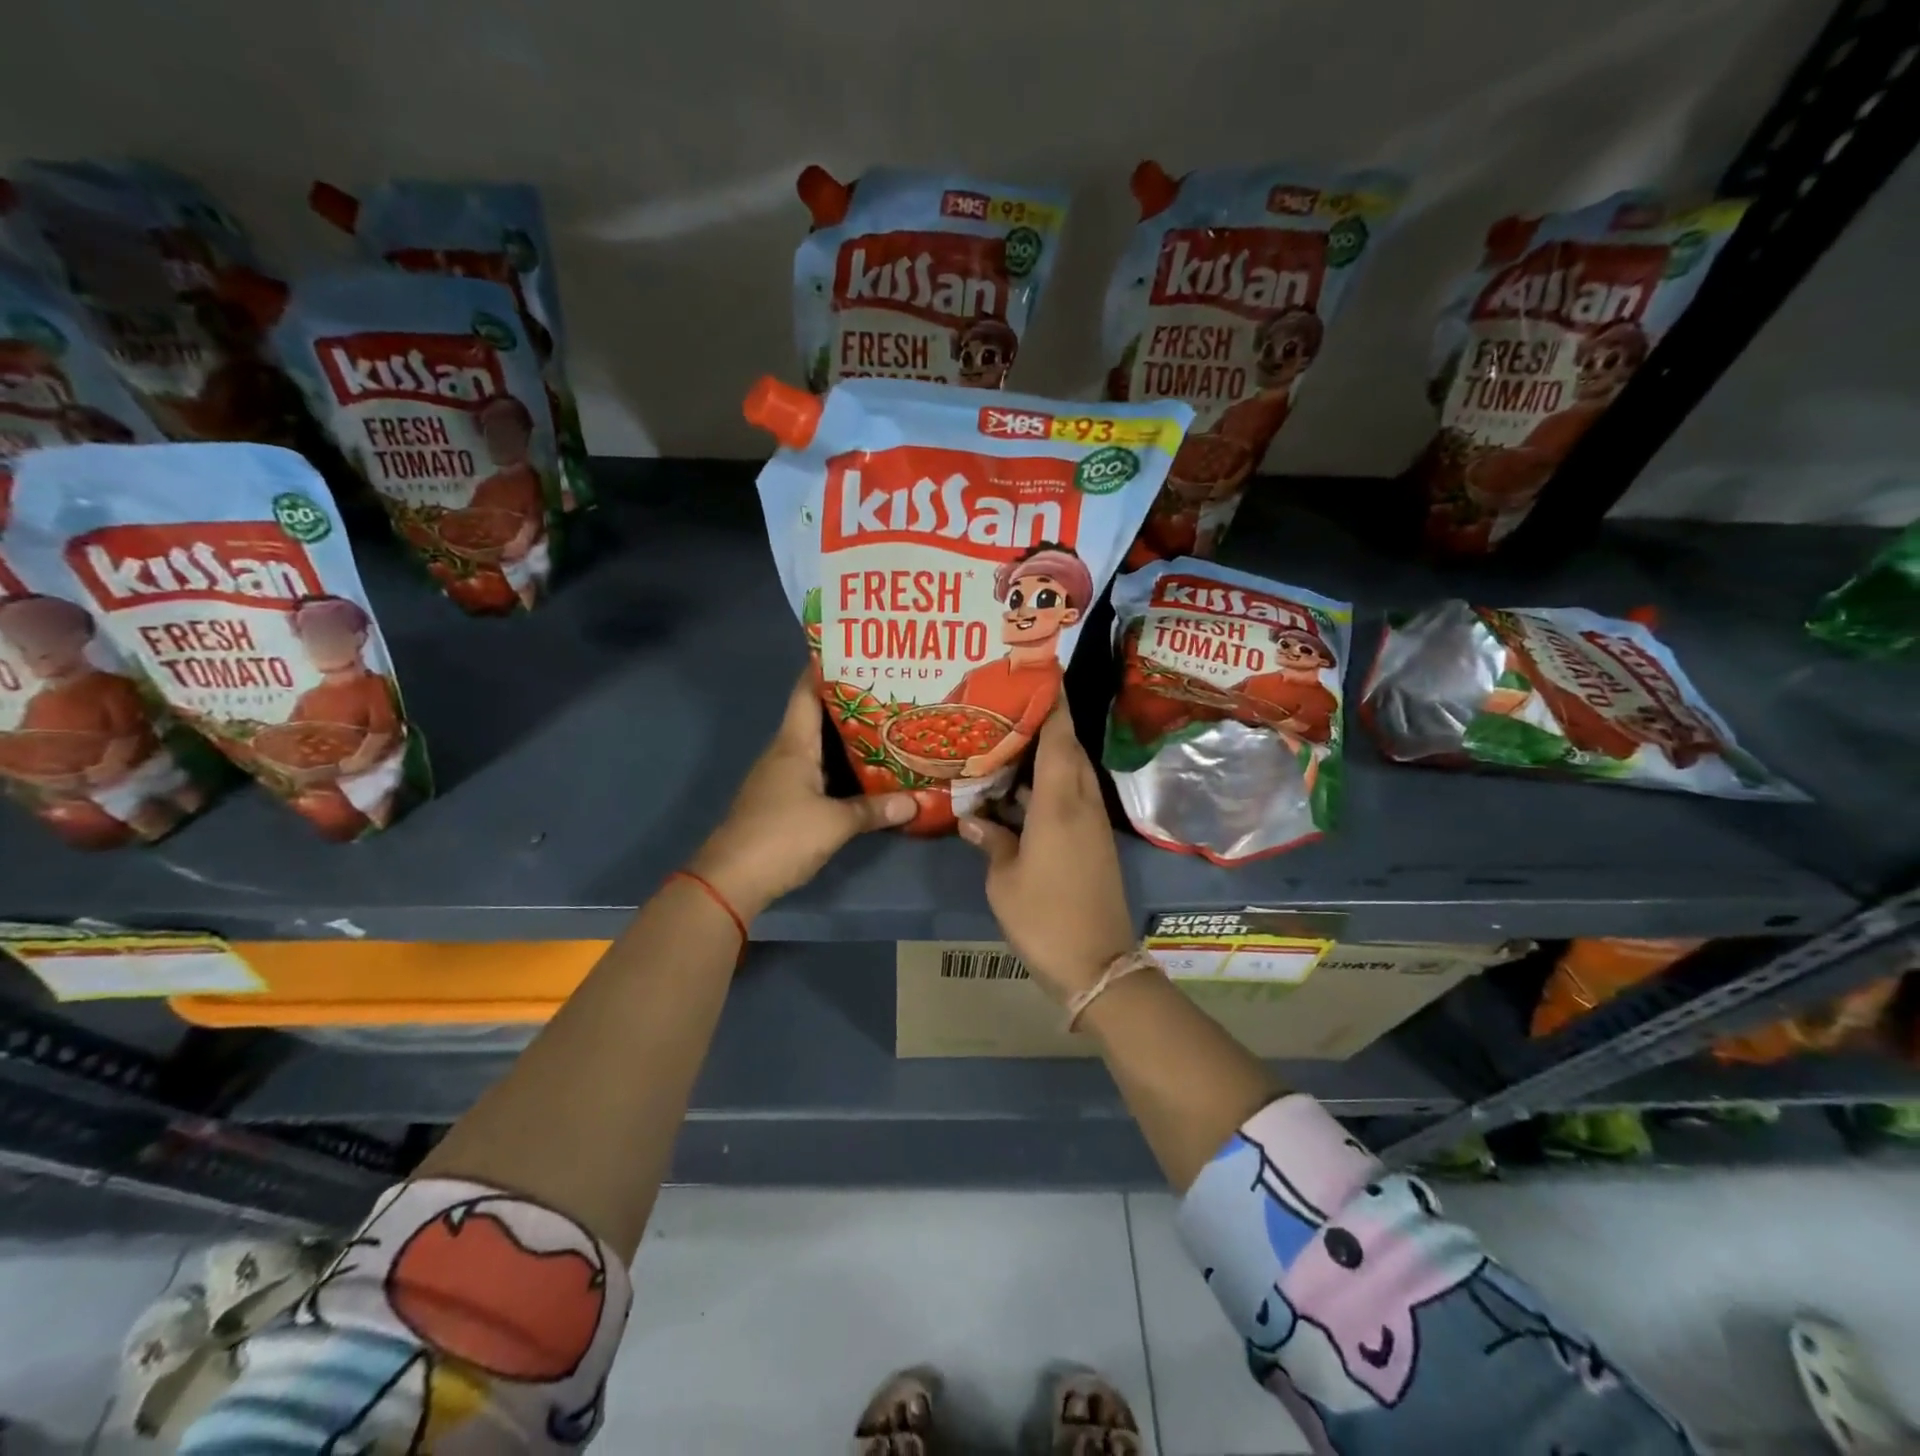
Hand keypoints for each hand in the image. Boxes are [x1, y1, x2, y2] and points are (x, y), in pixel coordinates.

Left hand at [688, 670, 914, 918]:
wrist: (731, 880)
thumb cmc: (781, 837)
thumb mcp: (835, 823)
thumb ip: (875, 810)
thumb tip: (916, 802)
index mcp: (793, 745)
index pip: (806, 692)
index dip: (826, 669)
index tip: (856, 653)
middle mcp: (784, 753)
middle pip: (816, 717)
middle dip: (850, 703)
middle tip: (889, 692)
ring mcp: (780, 778)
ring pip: (817, 746)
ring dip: (846, 738)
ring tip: (886, 726)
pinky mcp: (782, 801)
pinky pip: (815, 771)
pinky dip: (839, 766)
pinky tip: (864, 771)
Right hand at [957, 707, 1136, 1001]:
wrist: (1097, 966)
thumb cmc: (1043, 917)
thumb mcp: (1004, 879)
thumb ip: (991, 841)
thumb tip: (974, 819)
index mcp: (1059, 804)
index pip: (1059, 739)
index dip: (1053, 705)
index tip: (1043, 675)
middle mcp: (1082, 805)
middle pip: (1068, 752)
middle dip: (1047, 727)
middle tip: (1012, 710)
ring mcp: (1092, 826)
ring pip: (1071, 776)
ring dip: (1046, 759)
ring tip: (1008, 748)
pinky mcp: (1093, 845)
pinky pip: (1072, 800)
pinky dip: (1049, 788)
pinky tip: (1018, 797)